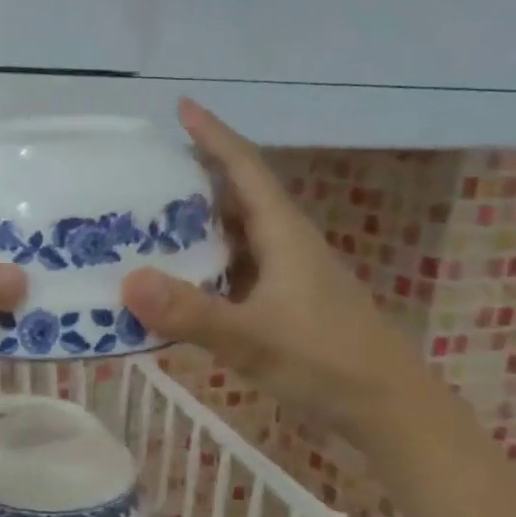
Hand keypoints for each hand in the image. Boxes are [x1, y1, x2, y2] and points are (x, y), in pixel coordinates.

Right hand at [120, 99, 426, 433]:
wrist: (388, 410)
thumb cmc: (327, 362)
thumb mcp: (254, 338)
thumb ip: (192, 313)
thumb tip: (128, 280)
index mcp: (282, 233)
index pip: (244, 167)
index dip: (213, 134)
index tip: (180, 106)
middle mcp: (283, 244)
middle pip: (234, 194)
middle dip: (192, 176)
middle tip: (141, 171)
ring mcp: (283, 274)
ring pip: (232, 232)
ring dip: (193, 221)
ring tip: (143, 218)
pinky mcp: (280, 302)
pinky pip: (231, 267)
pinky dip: (200, 262)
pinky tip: (173, 277)